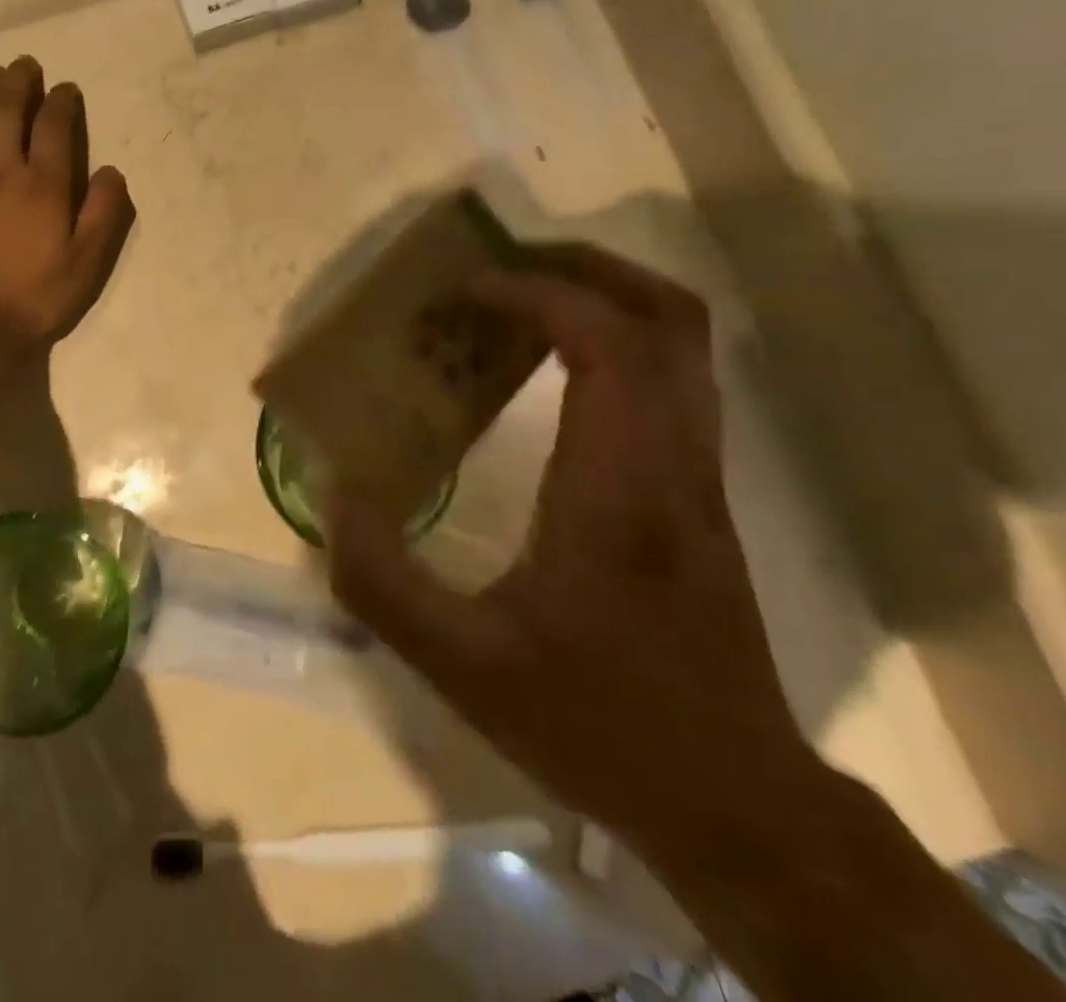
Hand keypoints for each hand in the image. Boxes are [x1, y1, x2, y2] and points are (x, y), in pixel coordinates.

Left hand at [0, 56, 135, 348]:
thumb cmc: (34, 295)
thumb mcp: (86, 262)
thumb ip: (103, 213)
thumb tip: (112, 171)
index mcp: (44, 184)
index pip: (54, 126)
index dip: (62, 101)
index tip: (67, 89)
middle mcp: (3, 169)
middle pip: (9, 110)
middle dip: (19, 82)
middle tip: (25, 64)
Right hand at [325, 243, 813, 853]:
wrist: (731, 800)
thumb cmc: (595, 722)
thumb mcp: (460, 664)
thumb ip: (381, 581)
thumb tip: (333, 495)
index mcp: (618, 487)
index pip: (606, 342)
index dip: (536, 293)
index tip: (465, 292)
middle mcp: (675, 461)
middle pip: (665, 316)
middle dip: (582, 267)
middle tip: (501, 266)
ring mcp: (702, 474)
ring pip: (684, 342)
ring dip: (606, 295)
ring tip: (523, 298)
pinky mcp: (703, 493)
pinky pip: (674, 379)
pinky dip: (618, 340)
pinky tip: (554, 369)